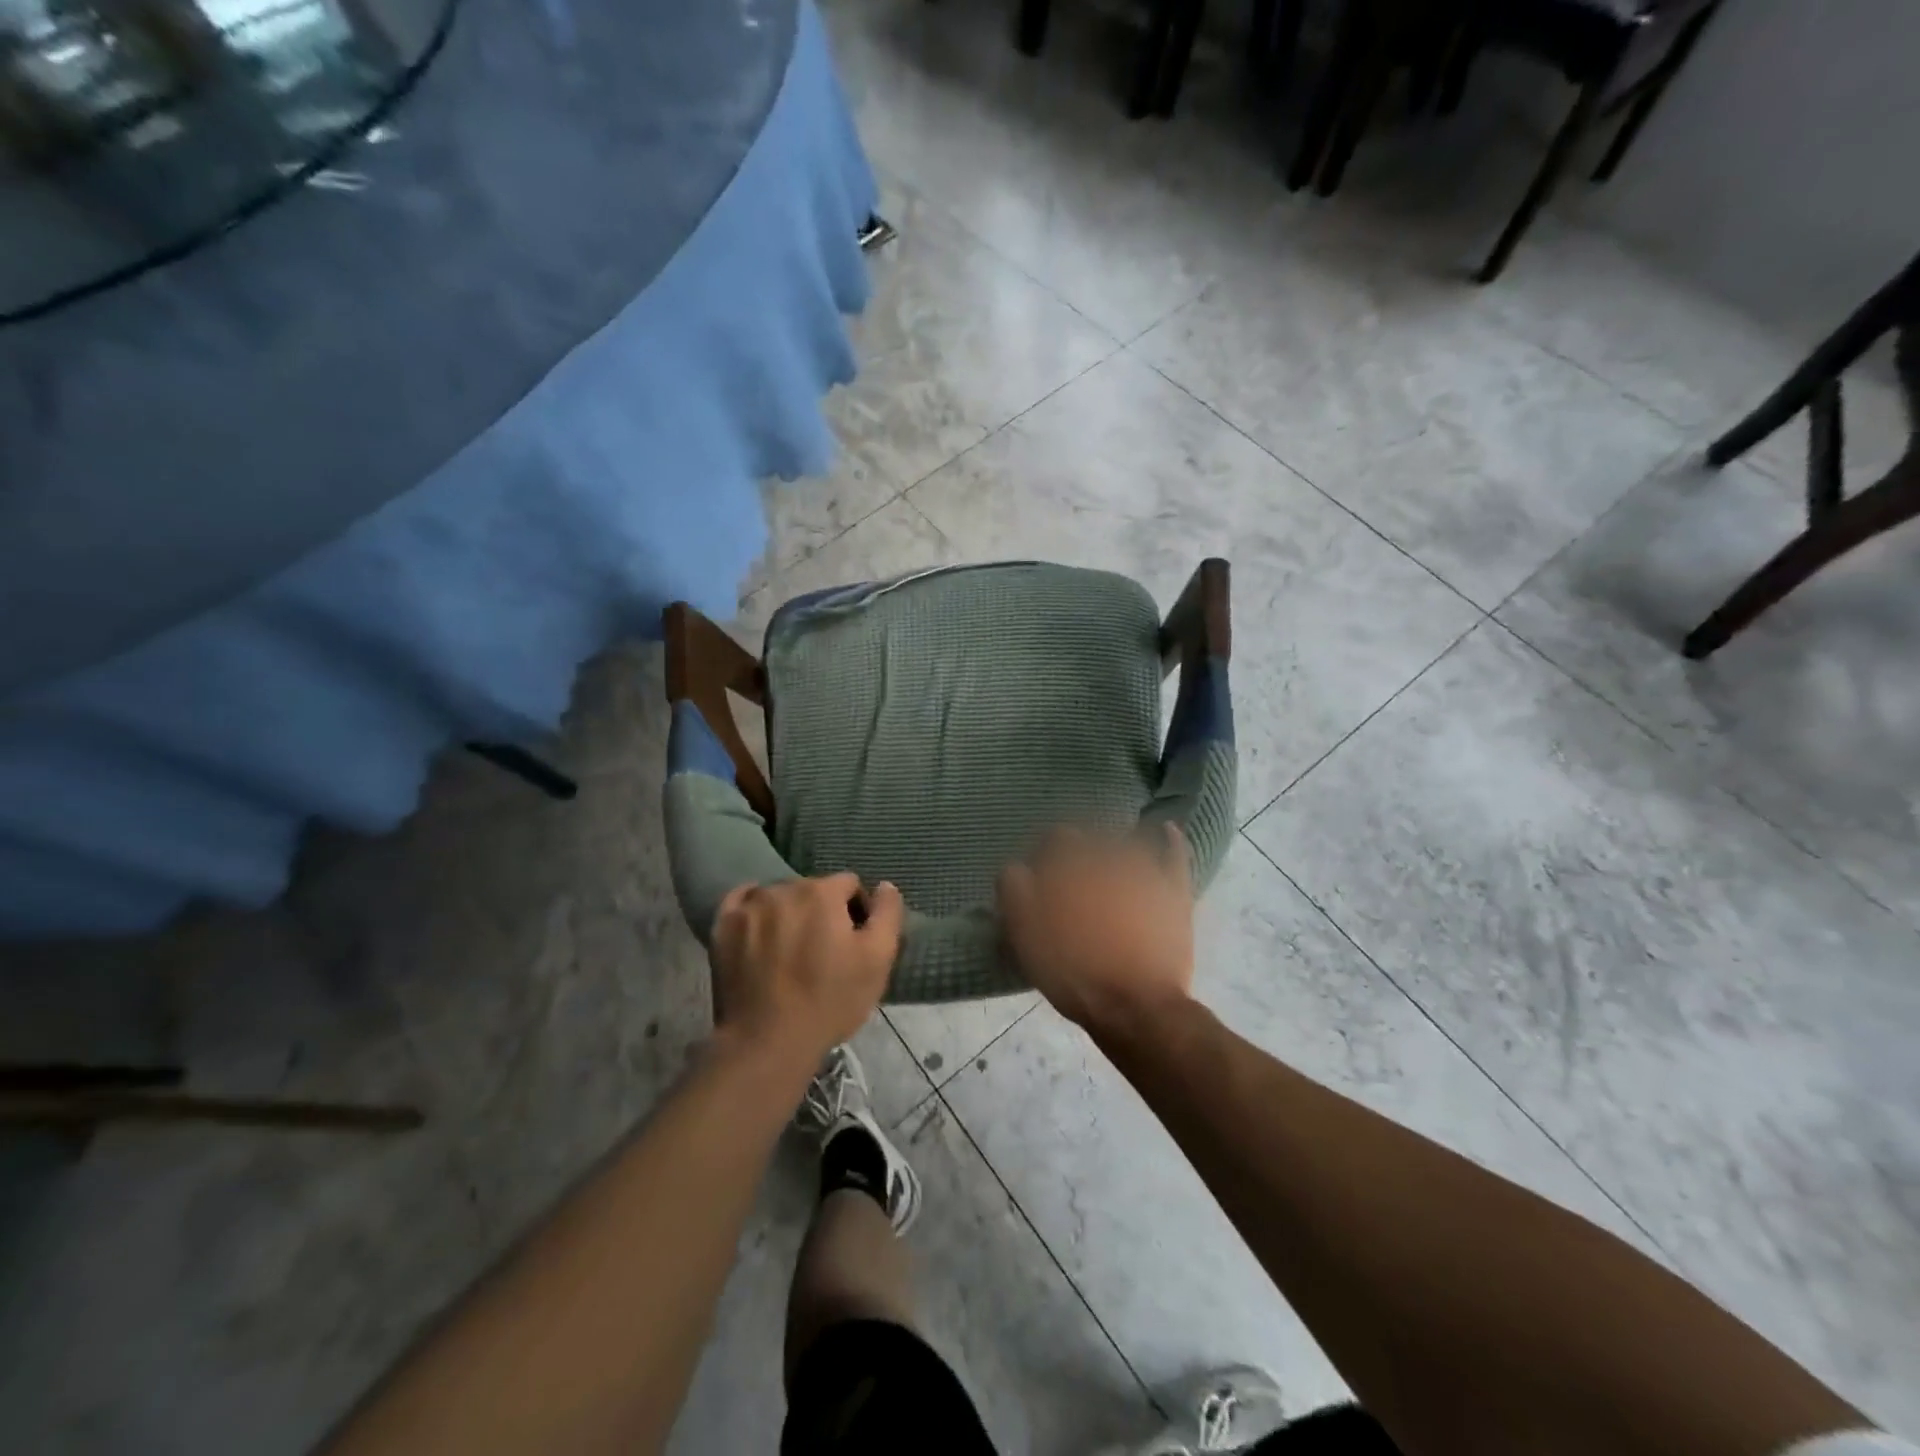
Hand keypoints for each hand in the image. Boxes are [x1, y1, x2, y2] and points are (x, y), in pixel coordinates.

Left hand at [710, 874, 903, 1065]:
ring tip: (789, 950)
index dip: (856, 911)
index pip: (848, 885)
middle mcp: (783, 888)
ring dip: (788, 913)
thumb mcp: (878, 960)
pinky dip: (753, 910)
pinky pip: (742, 901)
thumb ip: (887, 914)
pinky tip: (759, 932)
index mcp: (822, 892)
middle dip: (821, 912)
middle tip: (822, 951)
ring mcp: (749, 906)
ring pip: (778, 896)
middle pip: (812, 890)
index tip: (852, 943)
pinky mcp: (722, 925)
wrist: (766, 1042)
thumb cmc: (829, 1001)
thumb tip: (885, 885)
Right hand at [997, 823, 1195, 1034]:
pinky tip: (1166, 830)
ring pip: (1127, 842)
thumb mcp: (1025, 935)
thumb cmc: (1074, 972)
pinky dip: (1170, 840)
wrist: (1135, 1006)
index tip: (1039, 879)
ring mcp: (1145, 870)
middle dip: (1078, 854)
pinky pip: (1174, 853)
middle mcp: (1106, 856)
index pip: (1053, 840)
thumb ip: (1015, 890)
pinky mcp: (1174, 890)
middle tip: (1071, 884)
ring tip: (1109, 868)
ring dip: (1115, 848)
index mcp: (1068, 865)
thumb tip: (1016, 866)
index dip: (1045, 857)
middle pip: (1089, 840)